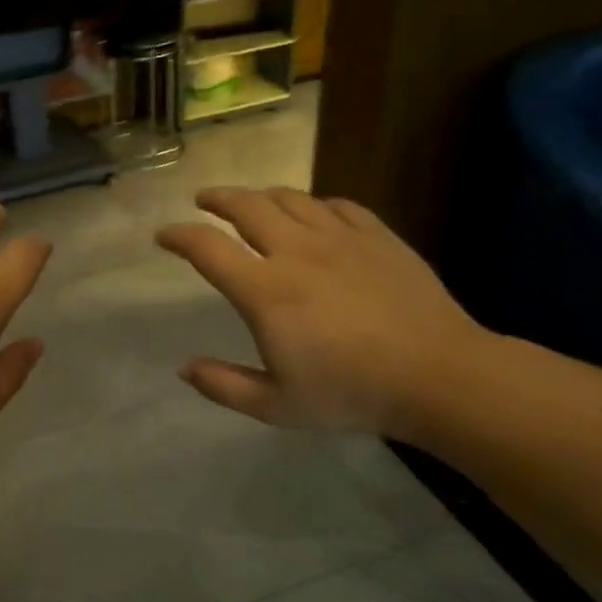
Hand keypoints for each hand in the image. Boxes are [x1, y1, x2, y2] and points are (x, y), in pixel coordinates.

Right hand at [157, 187, 486, 437]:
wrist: (437, 375)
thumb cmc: (350, 393)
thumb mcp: (276, 406)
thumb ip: (224, 386)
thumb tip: (184, 368)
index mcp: (265, 291)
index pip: (208, 248)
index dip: (179, 236)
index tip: (163, 235)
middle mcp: (297, 252)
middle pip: (248, 206)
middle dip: (218, 199)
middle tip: (203, 200)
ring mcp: (341, 239)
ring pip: (292, 199)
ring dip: (262, 195)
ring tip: (252, 202)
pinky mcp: (378, 237)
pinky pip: (338, 205)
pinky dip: (314, 204)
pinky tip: (314, 213)